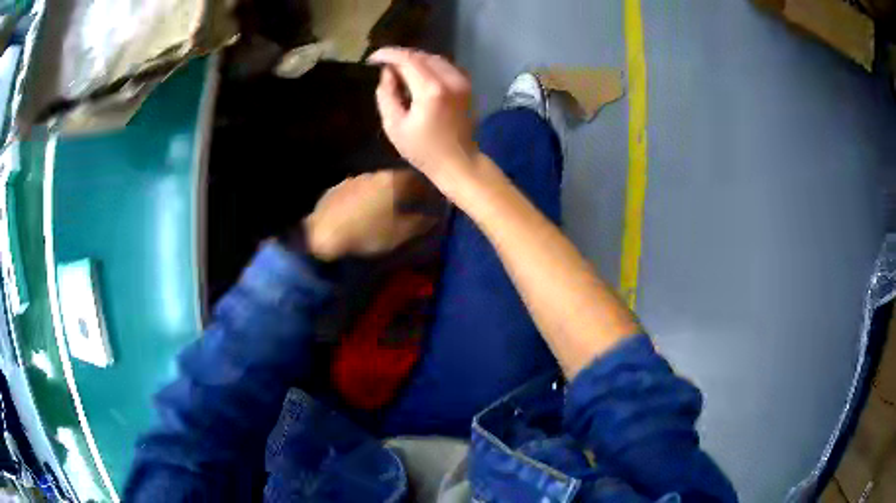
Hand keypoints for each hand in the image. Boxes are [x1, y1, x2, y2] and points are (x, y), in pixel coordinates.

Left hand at [303, 169, 437, 260]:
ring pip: (375, 184)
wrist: (323, 234)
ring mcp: (353, 179)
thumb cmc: (367, 234)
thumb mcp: (400, 233)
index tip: (430, 200)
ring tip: (383, 210)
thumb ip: (421, 222)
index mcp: (393, 181)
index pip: (417, 179)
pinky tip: (360, 213)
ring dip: (381, 194)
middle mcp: (374, 174)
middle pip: (395, 179)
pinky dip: (363, 199)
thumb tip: (436, 215)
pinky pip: (357, 191)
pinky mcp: (336, 189)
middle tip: (408, 205)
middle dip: (404, 190)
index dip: (426, 189)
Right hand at [369, 47, 479, 191]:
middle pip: (421, 56)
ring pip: (434, 58)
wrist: (459, 162)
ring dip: (414, 59)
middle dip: (400, 56)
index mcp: (431, 90)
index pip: (407, 60)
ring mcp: (462, 82)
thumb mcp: (394, 126)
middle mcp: (450, 80)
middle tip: (383, 64)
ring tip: (397, 69)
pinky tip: (417, 75)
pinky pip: (445, 66)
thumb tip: (387, 73)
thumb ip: (387, 95)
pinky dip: (429, 65)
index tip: (372, 58)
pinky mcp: (467, 86)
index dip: (388, 55)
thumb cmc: (423, 150)